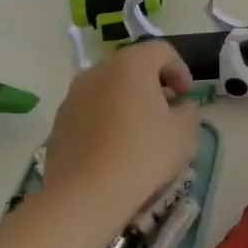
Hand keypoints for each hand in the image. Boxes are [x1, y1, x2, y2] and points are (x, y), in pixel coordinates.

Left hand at [43, 41, 198, 236]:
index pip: (162, 51)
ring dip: (128, 100)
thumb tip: (180, 107)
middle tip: (167, 110)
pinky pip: (91, 110)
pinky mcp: (58, 122)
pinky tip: (116, 147)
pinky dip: (107, 118)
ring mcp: (73, 96)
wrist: (84, 197)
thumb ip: (189, 110)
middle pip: (132, 66)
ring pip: (109, 88)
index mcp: (131, 64)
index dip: (181, 69)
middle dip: (153, 84)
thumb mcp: (185, 131)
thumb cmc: (142, 155)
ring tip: (140, 131)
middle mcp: (98, 71)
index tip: (187, 96)